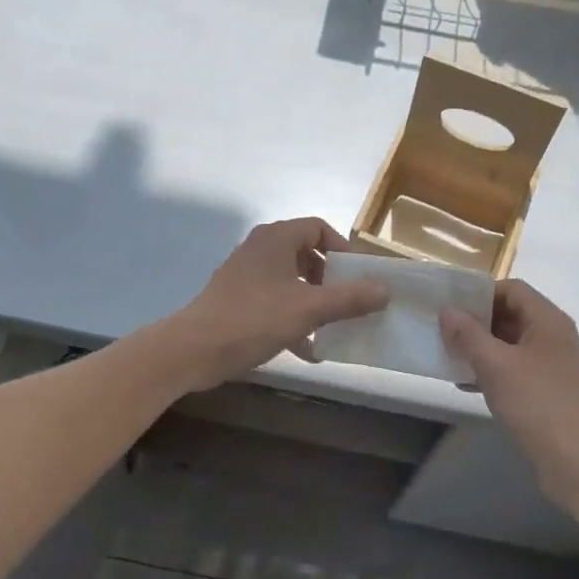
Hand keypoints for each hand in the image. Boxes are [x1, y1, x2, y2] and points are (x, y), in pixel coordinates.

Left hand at [168, 219, 388, 388]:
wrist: (193, 350)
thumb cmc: (253, 319)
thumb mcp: (308, 309)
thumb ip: (349, 299)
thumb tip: (385, 290)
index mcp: (276, 239)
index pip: (319, 228)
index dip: (343, 249)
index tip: (358, 276)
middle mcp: (260, 249)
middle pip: (306, 254)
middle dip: (331, 279)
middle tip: (349, 301)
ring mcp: (246, 275)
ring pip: (291, 280)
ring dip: (314, 301)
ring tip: (333, 326)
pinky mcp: (237, 300)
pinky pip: (275, 301)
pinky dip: (293, 318)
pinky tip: (308, 350)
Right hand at [440, 281, 578, 509]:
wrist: (576, 462)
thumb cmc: (536, 405)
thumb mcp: (494, 366)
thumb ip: (468, 334)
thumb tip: (448, 311)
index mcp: (548, 321)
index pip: (512, 289)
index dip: (480, 294)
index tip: (451, 308)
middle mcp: (555, 336)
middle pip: (511, 314)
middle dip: (477, 322)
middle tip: (445, 333)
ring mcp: (554, 364)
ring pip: (511, 343)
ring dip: (482, 347)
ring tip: (451, 358)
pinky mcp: (549, 389)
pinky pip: (516, 368)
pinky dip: (493, 370)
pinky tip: (468, 385)